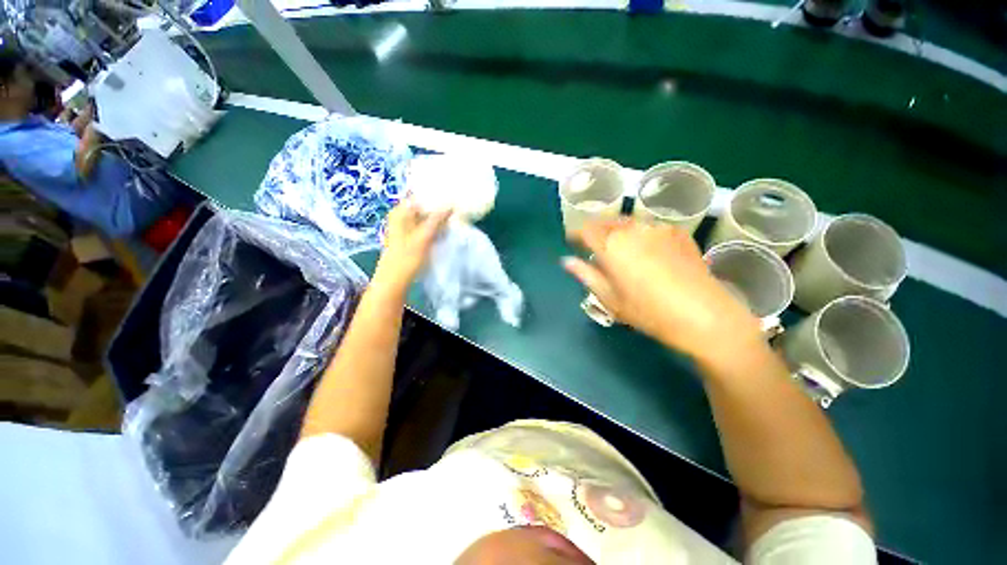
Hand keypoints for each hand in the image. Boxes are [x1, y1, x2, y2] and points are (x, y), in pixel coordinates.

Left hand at [373, 201, 450, 292]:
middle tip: (457, 206)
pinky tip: (446, 229)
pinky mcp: (412, 238)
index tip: (452, 195)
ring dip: (439, 218)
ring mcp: (407, 228)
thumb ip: (437, 220)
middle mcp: (402, 216)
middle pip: (424, 206)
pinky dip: (435, 227)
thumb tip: (451, 206)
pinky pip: (426, 227)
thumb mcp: (424, 237)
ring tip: (455, 216)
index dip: (436, 195)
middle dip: (439, 207)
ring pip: (426, 218)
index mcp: (401, 212)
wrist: (395, 280)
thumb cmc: (407, 258)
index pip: (420, 196)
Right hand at [563, 219, 763, 364]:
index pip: (586, 230)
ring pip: (628, 222)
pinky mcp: (678, 232)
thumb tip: (567, 261)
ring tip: (617, 245)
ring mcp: (657, 228)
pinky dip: (639, 233)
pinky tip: (645, 249)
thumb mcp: (610, 298)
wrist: (703, 315)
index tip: (572, 240)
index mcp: (611, 246)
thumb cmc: (648, 311)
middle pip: (606, 221)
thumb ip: (586, 275)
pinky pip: (649, 227)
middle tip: (592, 243)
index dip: (576, 233)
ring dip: (617, 230)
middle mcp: (632, 230)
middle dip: (595, 229)